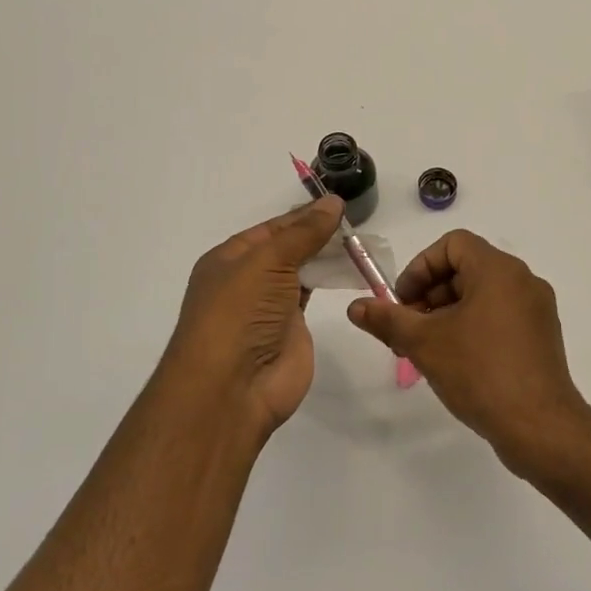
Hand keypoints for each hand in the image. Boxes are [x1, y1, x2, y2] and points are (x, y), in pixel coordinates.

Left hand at [159, 195, 344, 437]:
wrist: (232, 388)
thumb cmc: (239, 314)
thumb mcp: (268, 262)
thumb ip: (303, 233)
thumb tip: (333, 203)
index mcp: (230, 259)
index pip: (272, 229)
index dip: (303, 216)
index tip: (339, 206)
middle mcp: (247, 280)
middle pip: (288, 249)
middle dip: (317, 235)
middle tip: (356, 223)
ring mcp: (269, 306)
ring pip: (301, 271)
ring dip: (326, 257)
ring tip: (361, 241)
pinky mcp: (291, 329)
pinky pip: (312, 296)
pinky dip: (329, 282)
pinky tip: (350, 269)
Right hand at [347, 230, 590, 477]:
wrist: (540, 427)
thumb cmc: (480, 372)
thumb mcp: (424, 343)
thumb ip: (388, 319)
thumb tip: (355, 307)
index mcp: (498, 270)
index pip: (452, 244)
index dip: (420, 267)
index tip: (403, 302)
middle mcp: (522, 280)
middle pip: (466, 269)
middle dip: (430, 294)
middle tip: (408, 330)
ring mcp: (536, 310)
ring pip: (482, 295)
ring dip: (448, 313)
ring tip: (427, 349)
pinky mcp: (542, 336)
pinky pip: (500, 316)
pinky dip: (473, 326)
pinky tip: (456, 362)